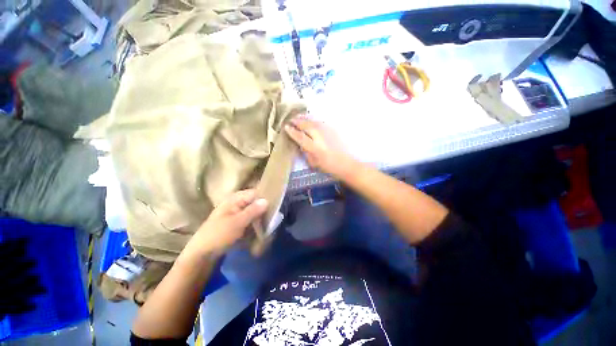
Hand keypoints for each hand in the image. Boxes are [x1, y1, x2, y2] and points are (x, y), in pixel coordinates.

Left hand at [182, 190, 267, 258]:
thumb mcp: (237, 222)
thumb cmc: (218, 235)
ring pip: (254, 212)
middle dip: (264, 210)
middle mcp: (237, 203)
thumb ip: (253, 210)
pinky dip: (255, 224)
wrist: (201, 254)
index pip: (255, 193)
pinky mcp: (237, 223)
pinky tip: (260, 231)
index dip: (265, 198)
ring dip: (260, 219)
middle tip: (273, 219)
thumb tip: (267, 200)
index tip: (276, 206)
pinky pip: (250, 220)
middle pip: (255, 203)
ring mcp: (237, 213)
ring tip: (268, 226)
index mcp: (235, 199)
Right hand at [285, 117, 353, 177]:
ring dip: (305, 119)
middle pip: (307, 126)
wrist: (346, 164)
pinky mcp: (333, 130)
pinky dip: (313, 121)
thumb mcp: (314, 163)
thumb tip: (300, 144)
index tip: (286, 127)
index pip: (300, 137)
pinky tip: (311, 121)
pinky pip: (320, 123)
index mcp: (315, 148)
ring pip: (314, 122)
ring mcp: (328, 132)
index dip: (292, 132)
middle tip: (291, 120)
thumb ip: (306, 152)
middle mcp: (320, 137)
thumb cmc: (329, 167)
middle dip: (298, 122)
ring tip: (299, 118)